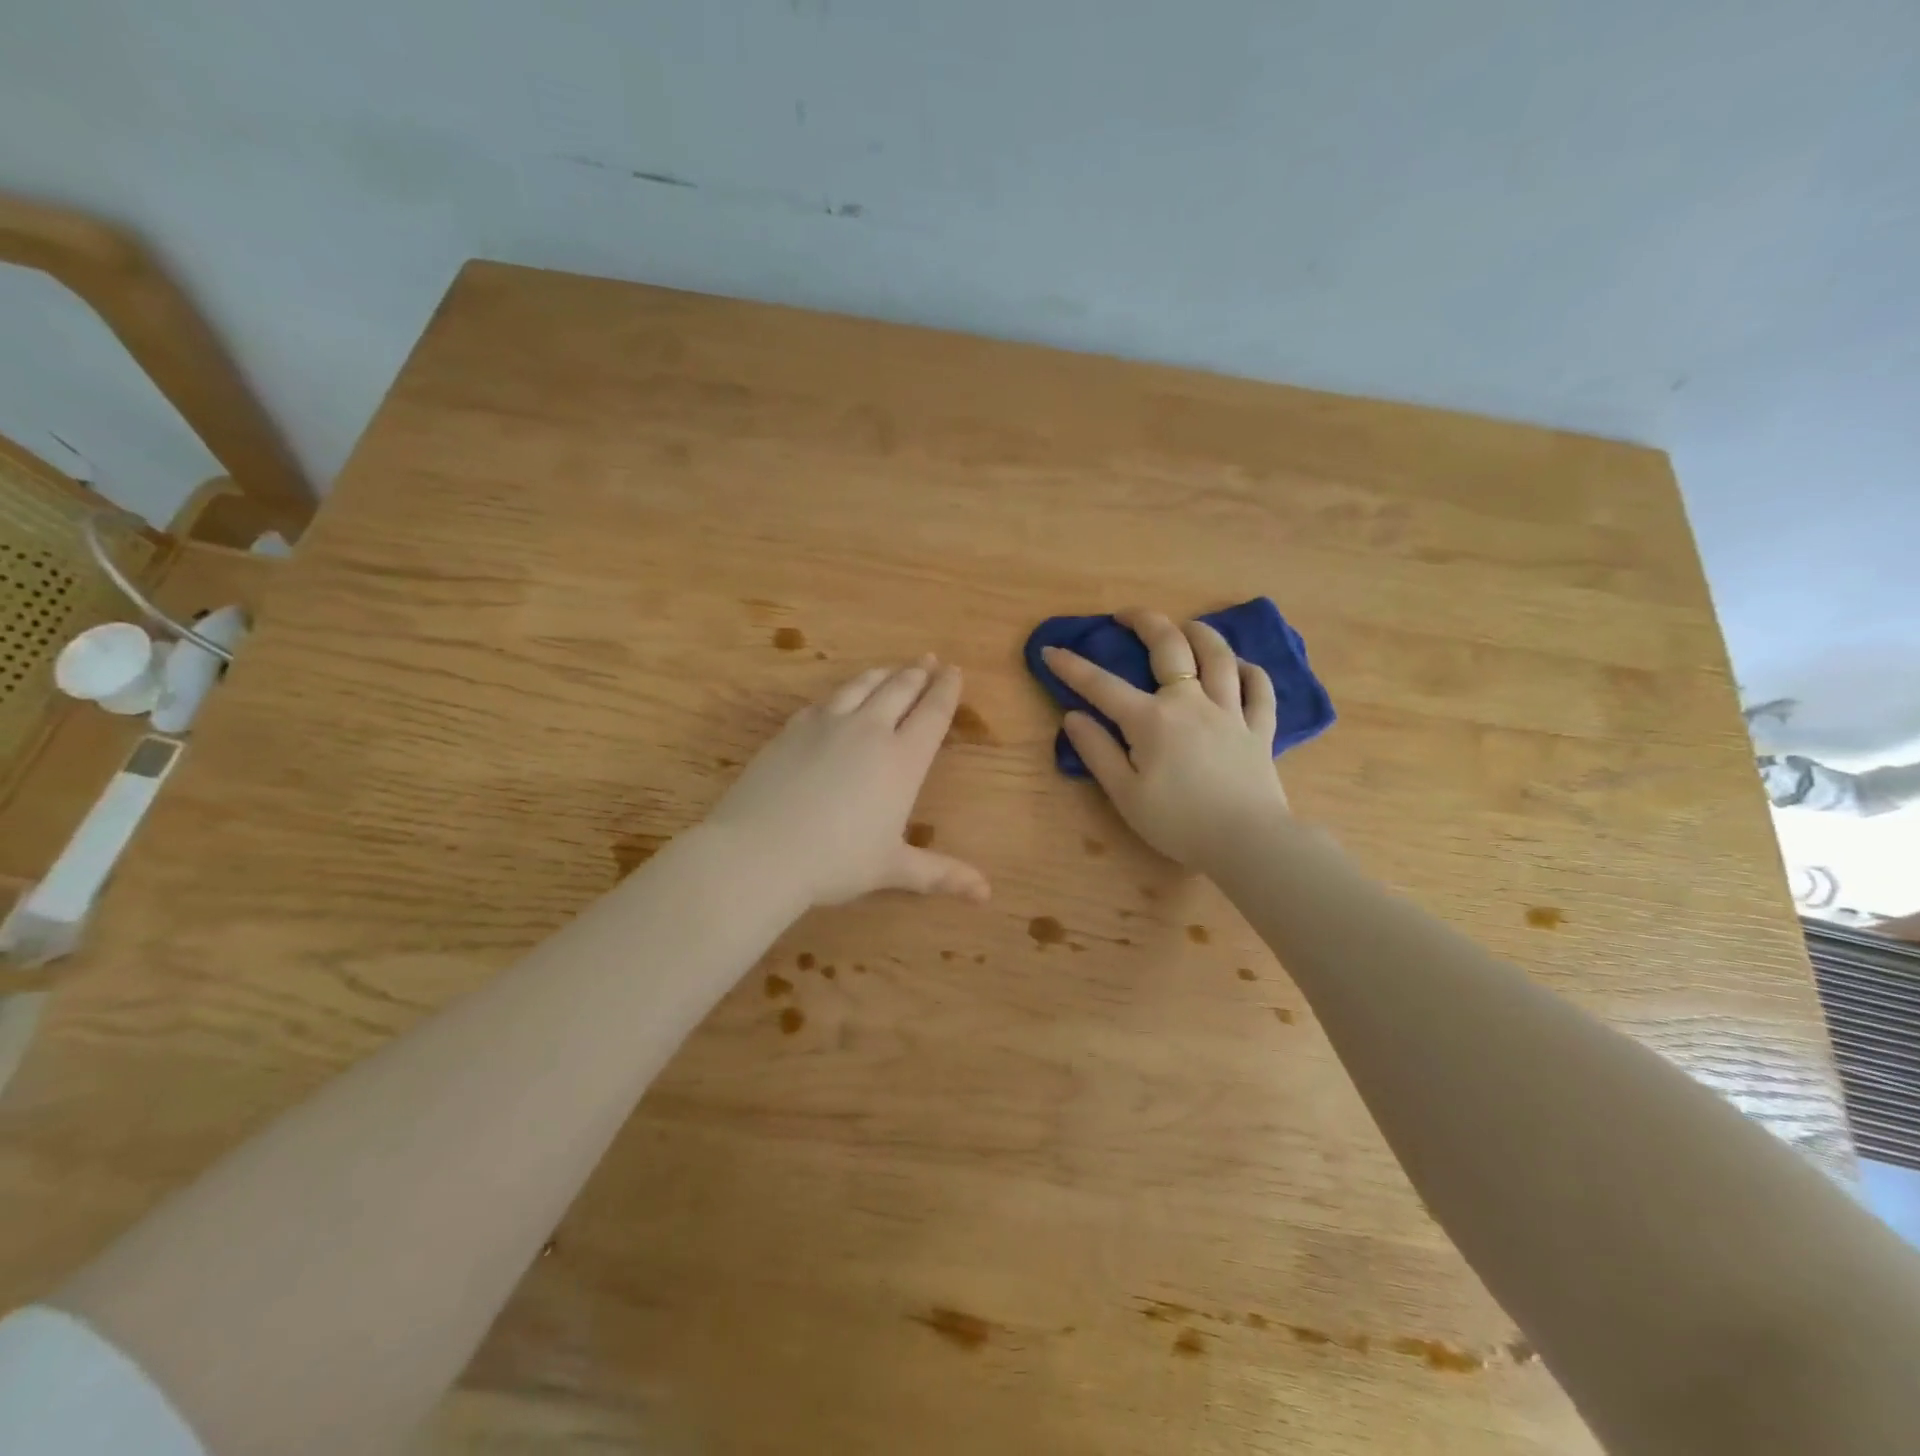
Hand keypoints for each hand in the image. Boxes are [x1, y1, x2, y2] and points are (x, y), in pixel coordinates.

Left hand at [706, 656, 990, 907]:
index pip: (932, 714)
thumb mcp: (892, 868)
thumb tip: (987, 894)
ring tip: (892, 668)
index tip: (955, 671)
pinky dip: (842, 693)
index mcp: (902, 760)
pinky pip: (825, 701)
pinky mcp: (792, 729)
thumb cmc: (836, 862)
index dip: (946, 690)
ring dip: (882, 674)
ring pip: (861, 686)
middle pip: (899, 689)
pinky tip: (839, 698)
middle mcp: (869, 731)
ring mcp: (826, 725)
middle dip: (918, 673)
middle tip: (928, 659)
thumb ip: (940, 874)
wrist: (761, 850)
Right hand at [1044, 610, 1289, 869]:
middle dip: (1145, 622)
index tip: (1051, 651)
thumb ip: (1098, 751)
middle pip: (1170, 647)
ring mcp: (1230, 712)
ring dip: (1201, 634)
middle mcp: (1190, 703)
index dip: (1073, 667)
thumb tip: (1073, 717)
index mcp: (1151, 720)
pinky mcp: (1259, 730)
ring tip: (1187, 626)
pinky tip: (1242, 667)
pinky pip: (1260, 690)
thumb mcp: (1125, 794)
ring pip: (1219, 658)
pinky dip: (1251, 672)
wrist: (1246, 842)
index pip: (1103, 685)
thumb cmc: (1178, 822)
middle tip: (1127, 614)